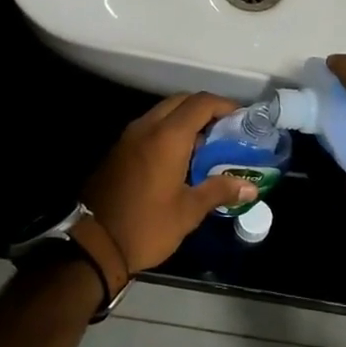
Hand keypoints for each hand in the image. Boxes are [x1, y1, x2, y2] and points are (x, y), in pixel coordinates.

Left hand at [80, 93, 257, 272]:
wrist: (94, 245)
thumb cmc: (147, 226)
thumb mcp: (188, 211)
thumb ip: (220, 190)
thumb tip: (251, 187)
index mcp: (168, 136)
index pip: (201, 103)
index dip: (224, 105)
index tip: (241, 118)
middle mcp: (147, 127)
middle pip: (181, 101)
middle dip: (205, 109)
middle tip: (225, 129)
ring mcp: (129, 137)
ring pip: (162, 112)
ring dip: (185, 119)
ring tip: (206, 144)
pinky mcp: (118, 149)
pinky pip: (149, 127)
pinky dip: (167, 131)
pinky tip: (179, 157)